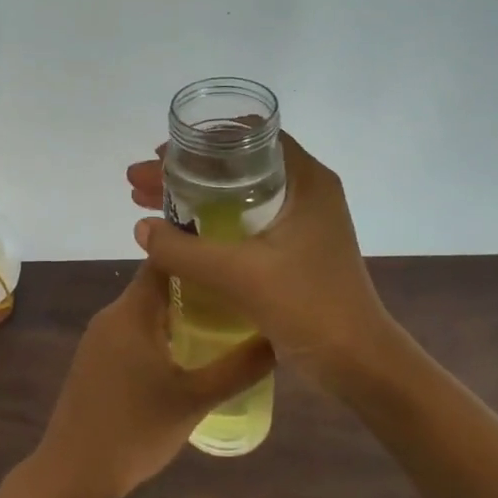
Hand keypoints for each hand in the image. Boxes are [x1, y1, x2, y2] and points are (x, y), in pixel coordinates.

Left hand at [26, 264, 273, 497]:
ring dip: (180, 311)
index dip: (197, 249)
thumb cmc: (136, 430)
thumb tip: (279, 337)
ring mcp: (99, 338)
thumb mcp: (196, 400)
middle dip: (197, 284)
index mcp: (132, 311)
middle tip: (241, 291)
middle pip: (157, 284)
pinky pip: (133, 331)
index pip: (165, 259)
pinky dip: (161, 332)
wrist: (73, 472)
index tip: (233, 251)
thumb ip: (240, 367)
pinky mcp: (95, 360)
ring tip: (224, 320)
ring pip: (146, 310)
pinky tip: (188, 354)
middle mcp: (111, 315)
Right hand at [128, 132, 396, 385]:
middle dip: (186, 171)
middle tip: (141, 181)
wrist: (357, 360)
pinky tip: (177, 234)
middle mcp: (306, 192)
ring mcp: (301, 222)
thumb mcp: (239, 274)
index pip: (250, 137)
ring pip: (236, 195)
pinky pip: (243, 222)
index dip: (202, 141)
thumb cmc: (308, 305)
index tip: (164, 154)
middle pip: (236, 167)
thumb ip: (184, 250)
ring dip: (193, 197)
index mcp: (306, 181)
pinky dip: (209, 221)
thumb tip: (141, 227)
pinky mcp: (295, 249)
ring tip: (144, 201)